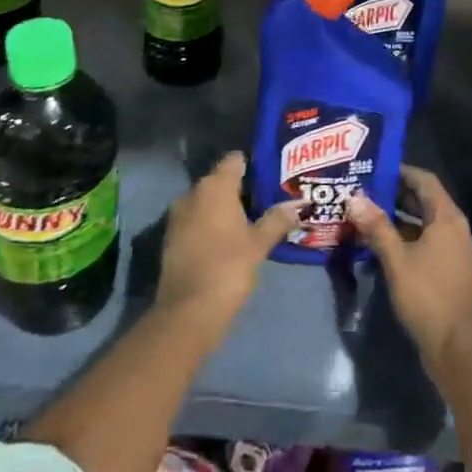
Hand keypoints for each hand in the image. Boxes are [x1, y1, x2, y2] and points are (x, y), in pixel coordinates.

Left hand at [157, 153, 299, 336]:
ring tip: (251, 219)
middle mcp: (192, 193)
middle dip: (241, 188)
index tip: (270, 175)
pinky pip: (196, 219)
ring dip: (225, 208)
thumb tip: (299, 204)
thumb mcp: (259, 243)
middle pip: (220, 180)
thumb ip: (278, 219)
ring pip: (207, 201)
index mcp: (214, 186)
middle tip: (266, 199)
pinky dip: (211, 224)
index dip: (252, 164)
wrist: (187, 312)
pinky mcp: (172, 237)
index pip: (234, 160)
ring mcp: (178, 215)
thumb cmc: (228, 267)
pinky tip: (229, 238)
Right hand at [346, 166, 471, 363]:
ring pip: (428, 225)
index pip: (425, 181)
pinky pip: (432, 244)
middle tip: (367, 192)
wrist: (460, 347)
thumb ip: (377, 227)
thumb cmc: (428, 296)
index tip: (377, 169)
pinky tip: (387, 248)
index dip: (402, 172)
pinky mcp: (455, 272)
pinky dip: (411, 240)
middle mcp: (458, 229)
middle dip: (398, 196)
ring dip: (402, 220)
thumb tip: (355, 198)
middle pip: (428, 202)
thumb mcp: (397, 260)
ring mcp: (459, 252)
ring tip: (371, 218)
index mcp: (448, 219)